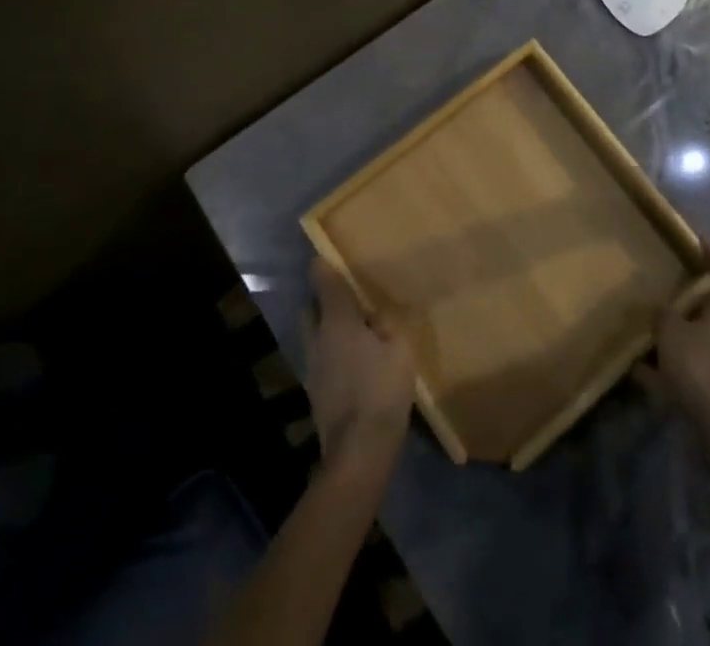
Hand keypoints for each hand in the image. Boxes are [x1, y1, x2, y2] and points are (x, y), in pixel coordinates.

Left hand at [305, 257, 415, 482]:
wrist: (358, 454)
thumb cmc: (381, 392)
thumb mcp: (398, 350)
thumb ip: (386, 327)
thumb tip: (373, 318)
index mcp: (336, 321)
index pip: (322, 281)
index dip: (323, 265)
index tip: (329, 255)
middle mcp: (317, 339)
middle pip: (310, 309)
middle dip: (322, 299)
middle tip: (349, 298)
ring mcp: (312, 368)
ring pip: (314, 335)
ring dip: (328, 329)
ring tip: (356, 332)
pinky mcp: (315, 393)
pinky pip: (322, 359)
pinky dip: (333, 354)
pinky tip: (355, 363)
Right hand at [636, 239, 709, 434]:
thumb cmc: (700, 367)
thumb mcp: (670, 332)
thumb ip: (663, 315)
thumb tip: (660, 309)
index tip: (700, 237)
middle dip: (695, 295)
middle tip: (672, 286)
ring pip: (708, 335)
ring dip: (686, 331)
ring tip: (657, 331)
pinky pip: (701, 364)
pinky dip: (680, 364)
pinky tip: (649, 374)